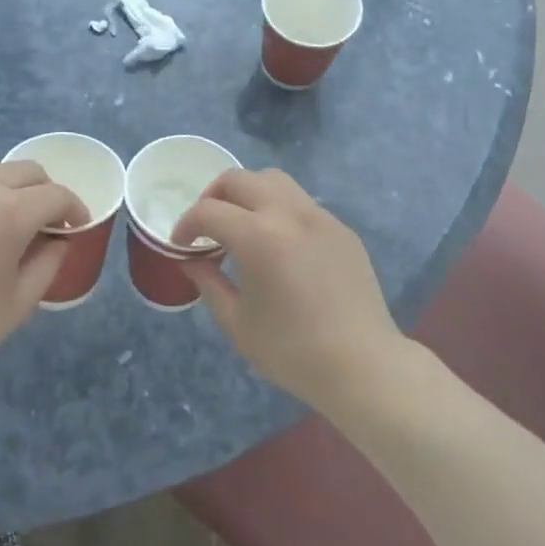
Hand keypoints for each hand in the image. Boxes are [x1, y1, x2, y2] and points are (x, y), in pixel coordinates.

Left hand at [0, 159, 86, 394]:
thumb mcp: (20, 301)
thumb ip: (50, 262)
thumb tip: (59, 239)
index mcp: (10, 212)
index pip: (56, 195)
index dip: (74, 208)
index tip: (77, 225)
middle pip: (28, 172)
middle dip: (45, 193)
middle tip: (44, 222)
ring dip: (10, 187)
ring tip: (4, 217)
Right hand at [172, 168, 404, 411]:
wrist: (363, 366)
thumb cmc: (292, 351)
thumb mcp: (237, 323)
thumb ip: (209, 282)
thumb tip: (193, 260)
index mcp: (258, 236)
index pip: (208, 211)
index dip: (186, 225)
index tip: (181, 245)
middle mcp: (288, 212)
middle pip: (239, 179)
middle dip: (213, 197)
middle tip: (206, 227)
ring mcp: (319, 216)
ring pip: (273, 180)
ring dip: (247, 192)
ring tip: (241, 223)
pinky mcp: (340, 228)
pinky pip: (300, 202)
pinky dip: (278, 209)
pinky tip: (279, 243)